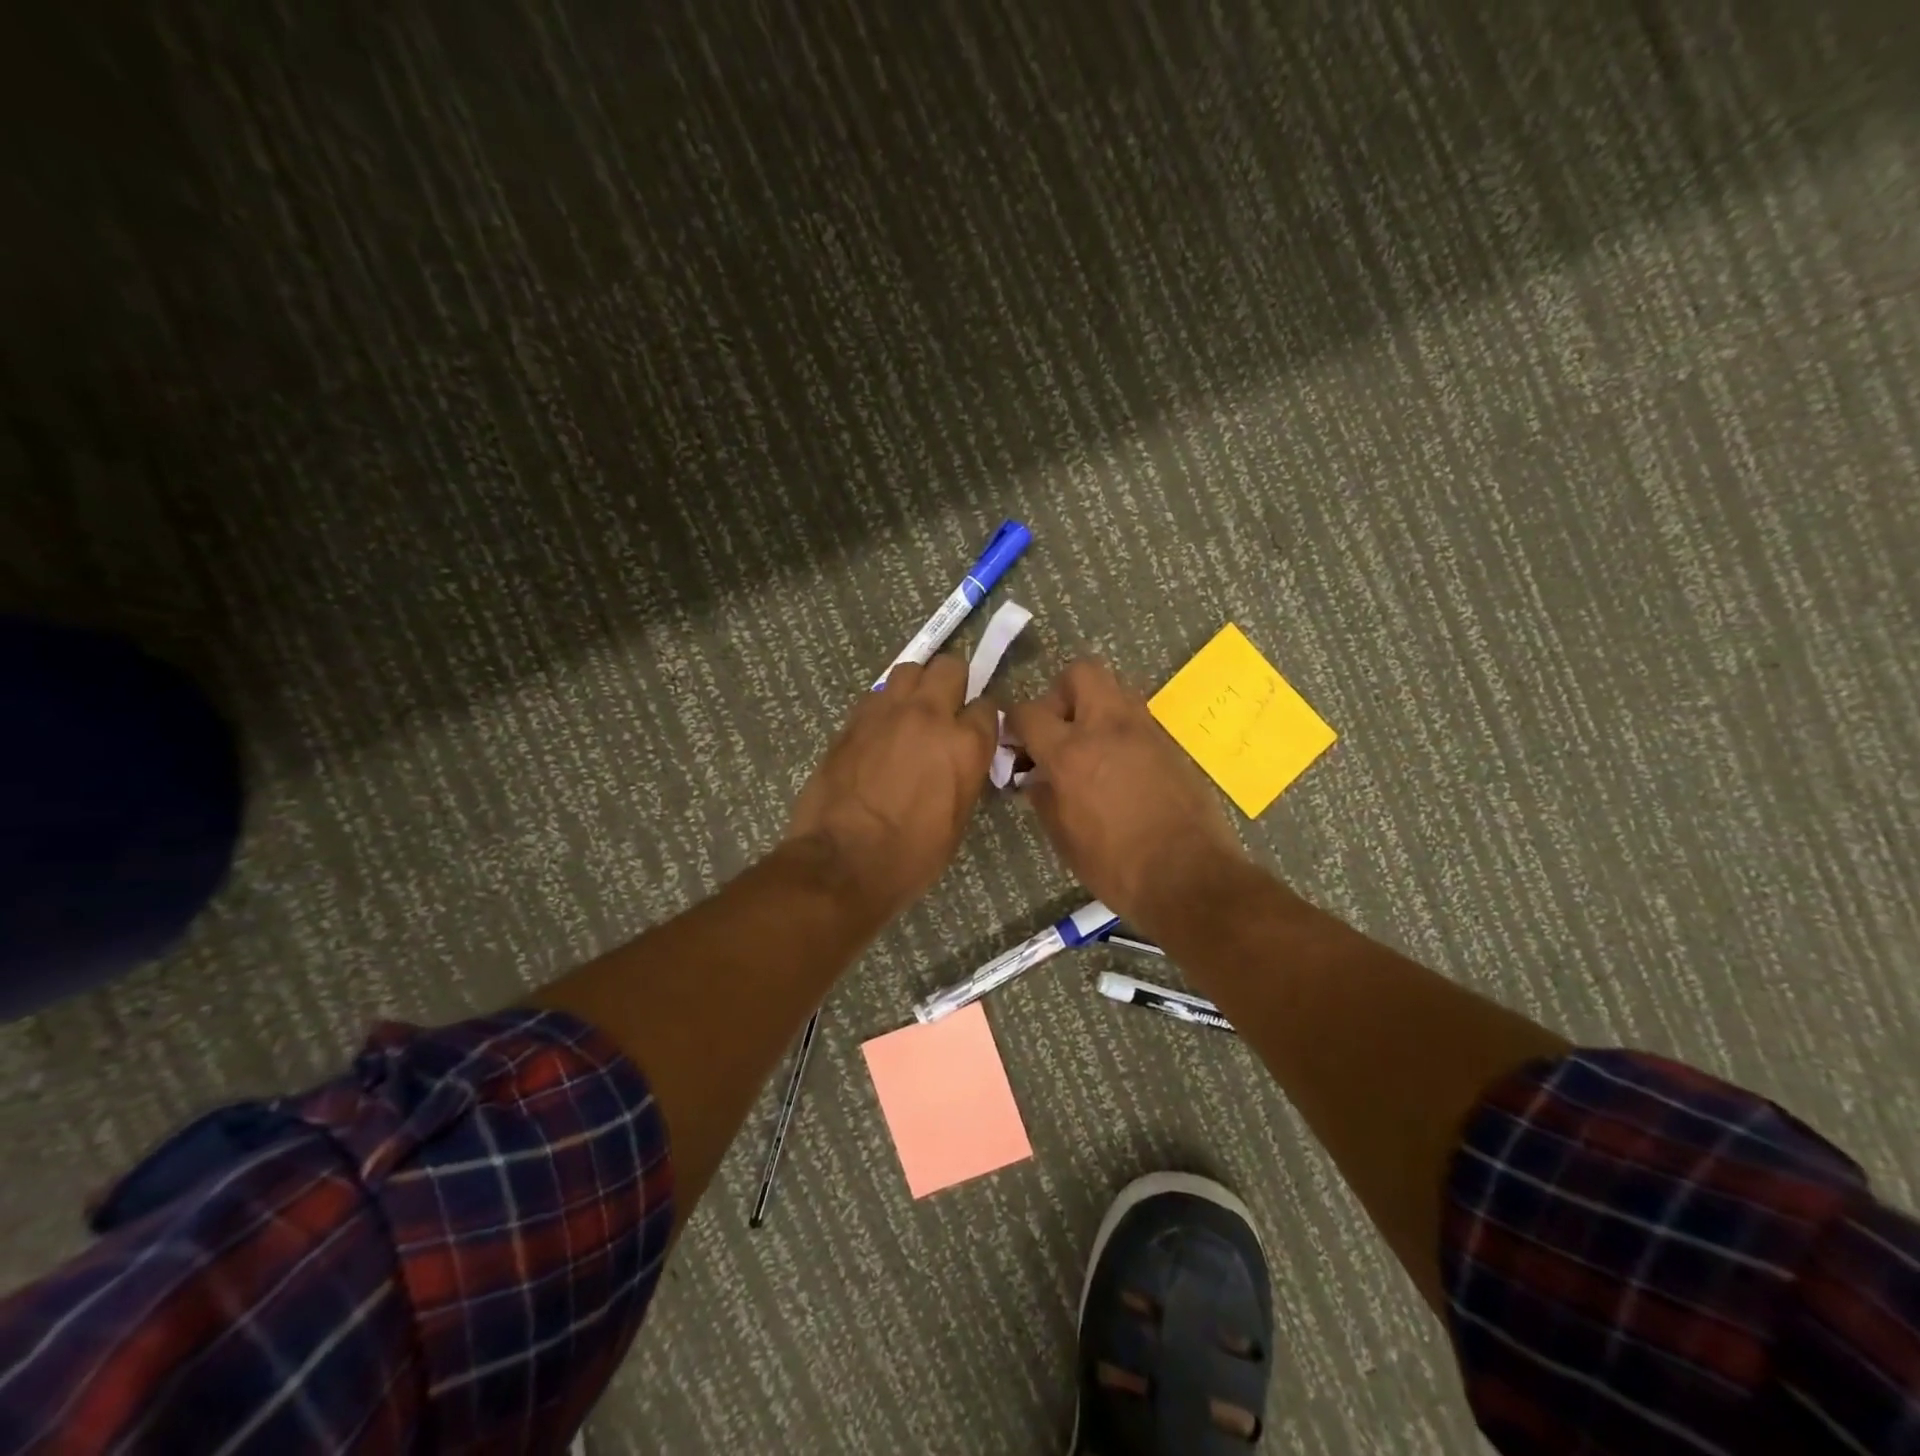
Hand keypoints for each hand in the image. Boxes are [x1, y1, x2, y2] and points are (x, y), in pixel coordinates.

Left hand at [786, 655, 999, 918]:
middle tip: (946, 708)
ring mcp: (888, 711)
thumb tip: (962, 759)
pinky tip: (881, 728)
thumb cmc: (910, 855)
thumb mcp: (957, 820)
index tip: (974, 730)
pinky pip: (877, 693)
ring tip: (911, 710)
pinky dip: (885, 703)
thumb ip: (965, 775)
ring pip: (911, 669)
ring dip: (917, 685)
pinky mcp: (854, 718)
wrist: (843, 861)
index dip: (982, 718)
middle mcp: (930, 715)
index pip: (988, 706)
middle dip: (953, 683)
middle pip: (951, 668)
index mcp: (966, 745)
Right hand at [1006, 658, 1247, 925]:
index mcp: (1071, 753)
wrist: (1190, 877)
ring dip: (1095, 708)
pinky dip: (1121, 730)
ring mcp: (1145, 731)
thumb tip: (1037, 778)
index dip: (1015, 723)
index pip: (1029, 712)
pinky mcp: (1170, 744)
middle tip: (1059, 730)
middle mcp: (1108, 728)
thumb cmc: (1116, 866)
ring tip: (1090, 747)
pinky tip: (1119, 767)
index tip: (1015, 743)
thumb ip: (1045, 798)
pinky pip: (1138, 719)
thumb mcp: (1064, 839)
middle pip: (1081, 673)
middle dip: (1062, 694)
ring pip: (1115, 689)